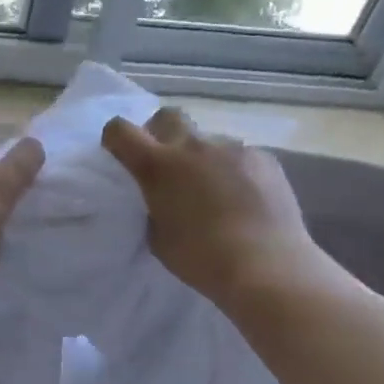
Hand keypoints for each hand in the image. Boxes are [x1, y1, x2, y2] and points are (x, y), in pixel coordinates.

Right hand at [102, 107, 349, 310]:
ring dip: (204, 159)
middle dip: (162, 133)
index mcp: (158, 166)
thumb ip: (154, 208)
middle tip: (169, 165)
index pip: (120, 130)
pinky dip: (235, 172)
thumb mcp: (158, 238)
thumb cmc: (201, 259)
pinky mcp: (264, 158)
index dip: (116, 139)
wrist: (267, 267)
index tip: (122, 156)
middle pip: (168, 116)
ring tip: (216, 193)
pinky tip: (245, 200)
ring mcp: (232, 148)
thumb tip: (164, 198)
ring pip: (208, 141)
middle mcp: (193, 146)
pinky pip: (240, 157)